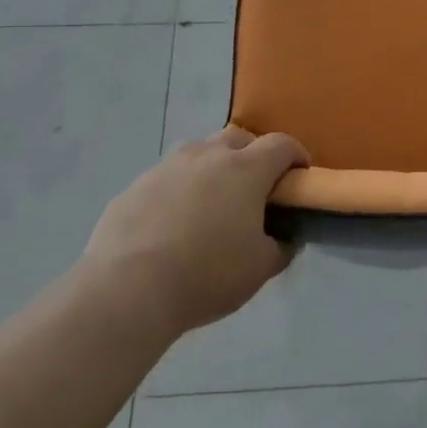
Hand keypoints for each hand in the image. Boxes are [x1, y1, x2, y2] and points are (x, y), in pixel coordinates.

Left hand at [81, 127, 308, 335]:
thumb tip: (287, 237)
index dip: (296, 156)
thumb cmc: (207, 274)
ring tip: (211, 204)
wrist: (127, 289)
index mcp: (246, 169)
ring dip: (212, 168)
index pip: (281, 145)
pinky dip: (178, 190)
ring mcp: (167, 167)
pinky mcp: (135, 186)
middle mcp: (208, 155)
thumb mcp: (260, 269)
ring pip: (199, 153)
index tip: (299, 176)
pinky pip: (167, 178)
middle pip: (239, 138)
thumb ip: (281, 247)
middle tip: (254, 189)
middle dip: (253, 155)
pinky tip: (173, 223)